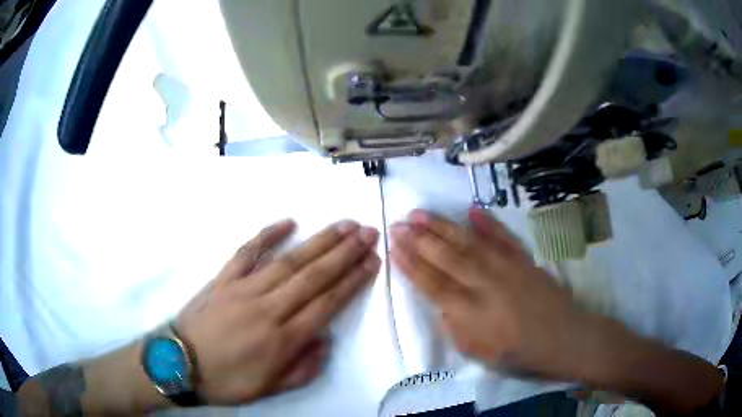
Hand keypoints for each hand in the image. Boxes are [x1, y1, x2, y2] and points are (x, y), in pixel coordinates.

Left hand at [177, 219, 380, 403]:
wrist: (179, 363)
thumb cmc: (226, 381)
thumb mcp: (269, 389)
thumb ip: (302, 369)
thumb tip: (324, 341)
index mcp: (282, 340)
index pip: (327, 304)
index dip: (352, 281)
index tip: (372, 261)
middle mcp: (268, 309)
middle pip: (314, 276)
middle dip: (345, 253)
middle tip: (368, 233)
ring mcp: (243, 289)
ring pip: (289, 261)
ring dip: (319, 241)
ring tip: (344, 225)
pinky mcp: (223, 278)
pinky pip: (247, 252)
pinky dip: (267, 235)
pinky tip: (288, 222)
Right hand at [390, 208, 587, 378]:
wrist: (565, 338)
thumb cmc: (521, 353)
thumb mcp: (481, 354)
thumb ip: (457, 328)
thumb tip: (442, 305)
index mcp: (473, 313)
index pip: (433, 284)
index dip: (411, 265)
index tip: (393, 248)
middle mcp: (487, 284)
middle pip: (446, 258)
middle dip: (418, 240)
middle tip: (397, 224)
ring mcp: (507, 267)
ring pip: (469, 243)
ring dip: (442, 226)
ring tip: (420, 213)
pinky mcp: (524, 259)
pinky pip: (503, 237)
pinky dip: (488, 222)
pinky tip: (472, 210)